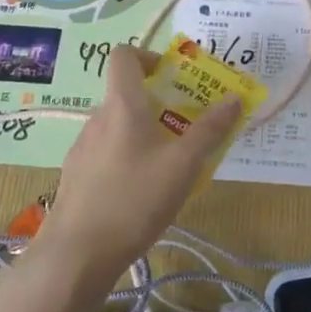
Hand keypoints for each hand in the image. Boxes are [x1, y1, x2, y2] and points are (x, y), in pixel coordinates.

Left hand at [40, 45, 239, 283]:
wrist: (76, 255)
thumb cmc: (134, 200)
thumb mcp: (183, 165)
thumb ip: (210, 130)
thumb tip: (233, 98)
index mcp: (122, 105)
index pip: (124, 56)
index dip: (149, 56)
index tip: (174, 78)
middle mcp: (97, 119)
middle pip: (127, 94)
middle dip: (160, 104)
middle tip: (188, 127)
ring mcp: (82, 149)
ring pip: (119, 127)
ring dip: (145, 134)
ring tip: (172, 165)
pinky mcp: (76, 177)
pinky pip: (108, 153)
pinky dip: (129, 158)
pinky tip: (143, 193)